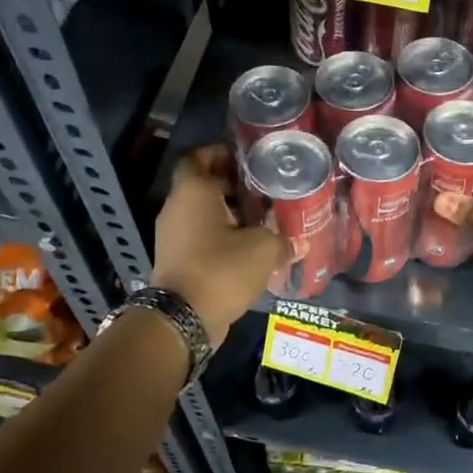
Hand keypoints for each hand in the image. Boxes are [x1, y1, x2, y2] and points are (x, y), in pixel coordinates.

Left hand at [152, 144, 291, 348]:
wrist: (183, 319)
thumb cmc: (221, 268)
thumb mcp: (262, 249)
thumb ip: (282, 240)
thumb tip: (300, 244)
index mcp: (193, 192)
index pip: (198, 157)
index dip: (219, 153)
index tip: (246, 158)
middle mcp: (177, 209)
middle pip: (203, 186)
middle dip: (232, 186)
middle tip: (264, 190)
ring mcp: (172, 236)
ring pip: (203, 215)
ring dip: (229, 215)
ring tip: (263, 220)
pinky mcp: (177, 261)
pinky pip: (200, 239)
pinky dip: (222, 238)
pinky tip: (250, 249)